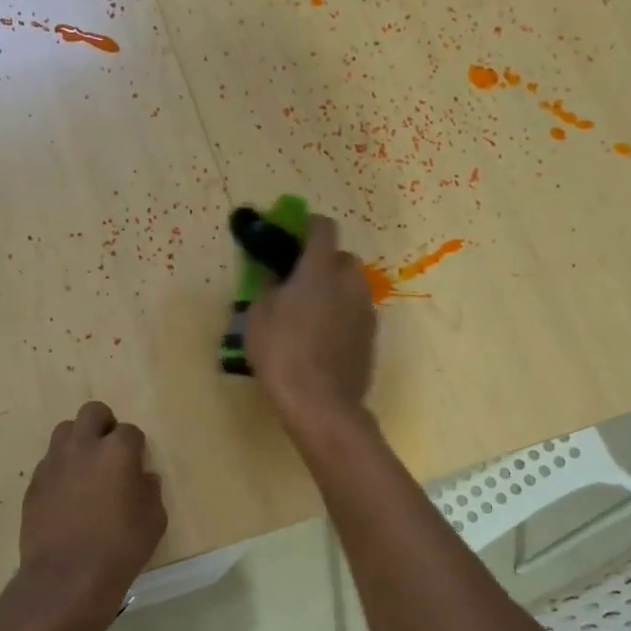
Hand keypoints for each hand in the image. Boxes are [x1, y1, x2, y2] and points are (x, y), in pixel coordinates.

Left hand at [19, 401, 166, 616]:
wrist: (67, 577)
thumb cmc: (120, 548)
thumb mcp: (154, 521)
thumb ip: (150, 491)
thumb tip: (142, 478)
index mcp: (117, 451)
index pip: (130, 431)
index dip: (136, 447)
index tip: (137, 465)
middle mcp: (83, 447)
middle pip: (93, 412)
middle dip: (105, 425)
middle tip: (111, 452)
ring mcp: (54, 463)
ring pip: (65, 431)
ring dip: (79, 441)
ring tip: (87, 469)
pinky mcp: (34, 483)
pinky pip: (50, 462)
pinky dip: (62, 468)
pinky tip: (68, 495)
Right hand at [245, 215, 375, 429]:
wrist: (320, 403)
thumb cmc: (282, 354)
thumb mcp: (259, 316)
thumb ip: (270, 287)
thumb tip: (279, 278)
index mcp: (320, 269)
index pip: (323, 228)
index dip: (308, 227)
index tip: (293, 236)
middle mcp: (350, 282)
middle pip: (342, 258)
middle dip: (323, 263)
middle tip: (299, 283)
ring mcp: (365, 310)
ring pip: (352, 287)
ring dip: (335, 291)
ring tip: (311, 315)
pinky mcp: (372, 336)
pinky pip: (356, 313)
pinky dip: (343, 316)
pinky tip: (324, 340)